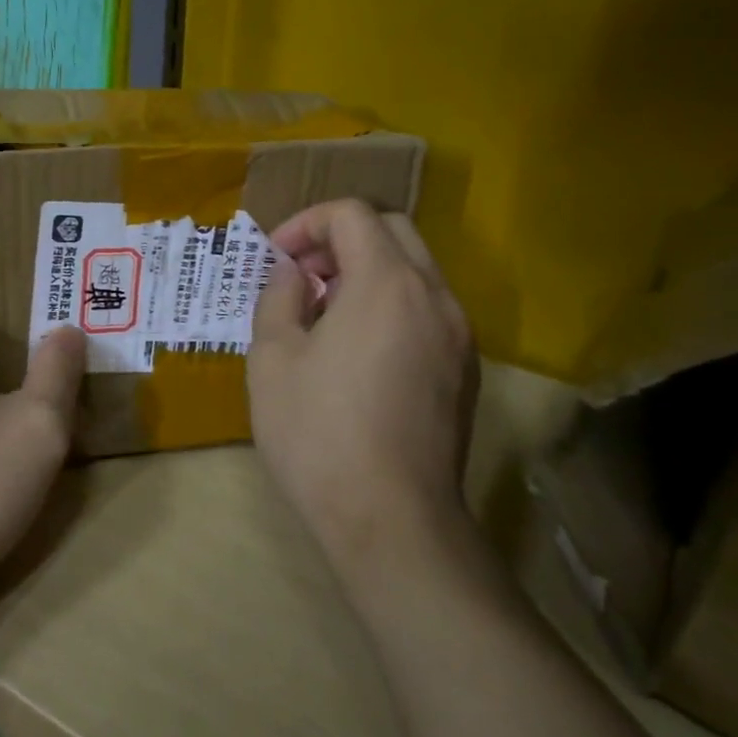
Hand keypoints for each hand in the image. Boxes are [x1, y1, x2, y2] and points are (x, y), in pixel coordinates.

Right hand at [247, 200, 478, 595]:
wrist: (392, 522)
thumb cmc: (319, 432)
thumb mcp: (272, 357)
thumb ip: (280, 296)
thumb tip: (296, 275)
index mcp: (387, 283)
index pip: (352, 214)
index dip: (307, 223)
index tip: (277, 257)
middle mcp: (435, 296)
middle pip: (392, 231)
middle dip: (341, 239)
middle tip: (303, 276)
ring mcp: (459, 335)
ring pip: (415, 270)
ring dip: (367, 271)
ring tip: (325, 314)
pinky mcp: (465, 371)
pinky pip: (427, 309)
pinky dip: (391, 304)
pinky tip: (359, 350)